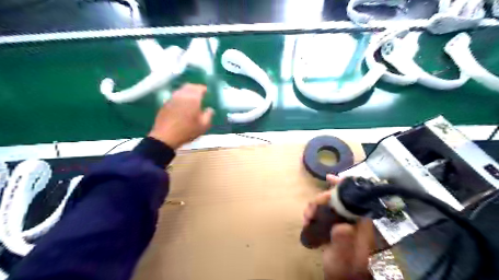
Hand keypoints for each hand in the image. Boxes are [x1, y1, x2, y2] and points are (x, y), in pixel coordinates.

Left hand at [146, 83, 211, 147]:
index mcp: (193, 99)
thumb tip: (210, 109)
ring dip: (186, 91)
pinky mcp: (165, 104)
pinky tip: (181, 104)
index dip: (203, 89)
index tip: (206, 91)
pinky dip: (180, 97)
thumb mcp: (203, 126)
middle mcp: (182, 95)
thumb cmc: (187, 131)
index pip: (199, 88)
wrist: (166, 137)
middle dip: (195, 88)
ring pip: (180, 90)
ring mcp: (172, 99)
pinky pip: (174, 96)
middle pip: (189, 86)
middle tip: (199, 92)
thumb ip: (209, 115)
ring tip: (191, 98)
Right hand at [305, 175, 373, 279]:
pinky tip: (307, 218)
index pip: (353, 197)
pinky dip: (314, 211)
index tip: (329, 178)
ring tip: (306, 217)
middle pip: (337, 198)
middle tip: (309, 211)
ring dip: (315, 206)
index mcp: (360, 222)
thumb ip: (343, 242)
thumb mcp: (343, 257)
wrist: (342, 277)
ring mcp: (343, 220)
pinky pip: (323, 211)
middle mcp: (352, 218)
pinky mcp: (334, 224)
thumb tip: (342, 225)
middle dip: (321, 200)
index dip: (342, 185)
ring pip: (328, 204)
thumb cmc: (345, 268)